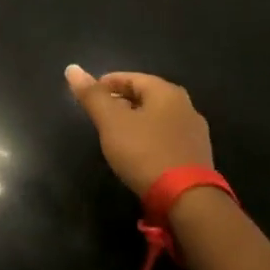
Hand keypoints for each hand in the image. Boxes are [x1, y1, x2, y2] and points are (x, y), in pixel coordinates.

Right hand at [65, 66, 213, 198]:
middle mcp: (186, 106)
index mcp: (166, 92)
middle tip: (100, 115)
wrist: (188, 201)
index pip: (131, 77)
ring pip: (157, 118)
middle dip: (121, 102)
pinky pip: (167, 138)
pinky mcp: (198, 157)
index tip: (89, 96)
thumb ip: (92, 96)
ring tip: (116, 135)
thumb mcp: (111, 122)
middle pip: (146, 97)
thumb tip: (72, 68)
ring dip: (136, 122)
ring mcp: (195, 133)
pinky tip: (139, 153)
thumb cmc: (145, 153)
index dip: (107, 83)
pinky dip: (150, 139)